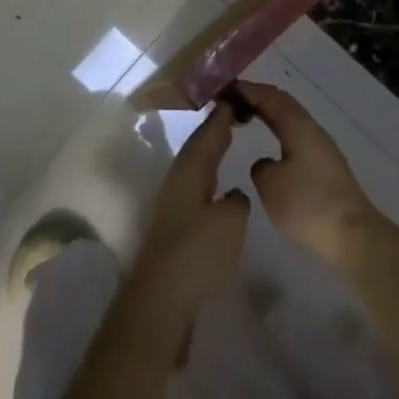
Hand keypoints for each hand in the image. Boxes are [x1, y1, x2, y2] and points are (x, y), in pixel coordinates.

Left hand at [120, 103, 249, 348]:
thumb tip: (234, 196)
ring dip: (210, 155)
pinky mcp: (173, 229)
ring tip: (228, 144)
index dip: (221, 117)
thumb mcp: (230, 221)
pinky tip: (217, 189)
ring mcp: (172, 206)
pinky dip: (208, 179)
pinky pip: (195, 189)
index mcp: (189, 171)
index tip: (234, 98)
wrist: (161, 300)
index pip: (207, 134)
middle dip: (214, 131)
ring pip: (194, 169)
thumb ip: (237, 201)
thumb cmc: (197, 252)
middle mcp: (177, 182)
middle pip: (197, 149)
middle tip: (233, 114)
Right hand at [239, 81, 373, 266]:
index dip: (248, 90)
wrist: (352, 235)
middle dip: (258, 100)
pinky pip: (297, 140)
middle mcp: (313, 131)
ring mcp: (323, 150)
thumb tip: (266, 164)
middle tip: (232, 101)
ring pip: (292, 123)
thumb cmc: (307, 203)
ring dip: (270, 118)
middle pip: (283, 106)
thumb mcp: (270, 184)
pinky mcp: (327, 170)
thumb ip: (260, 166)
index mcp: (298, 125)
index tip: (225, 89)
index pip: (271, 96)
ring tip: (247, 120)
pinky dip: (280, 136)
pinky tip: (271, 149)